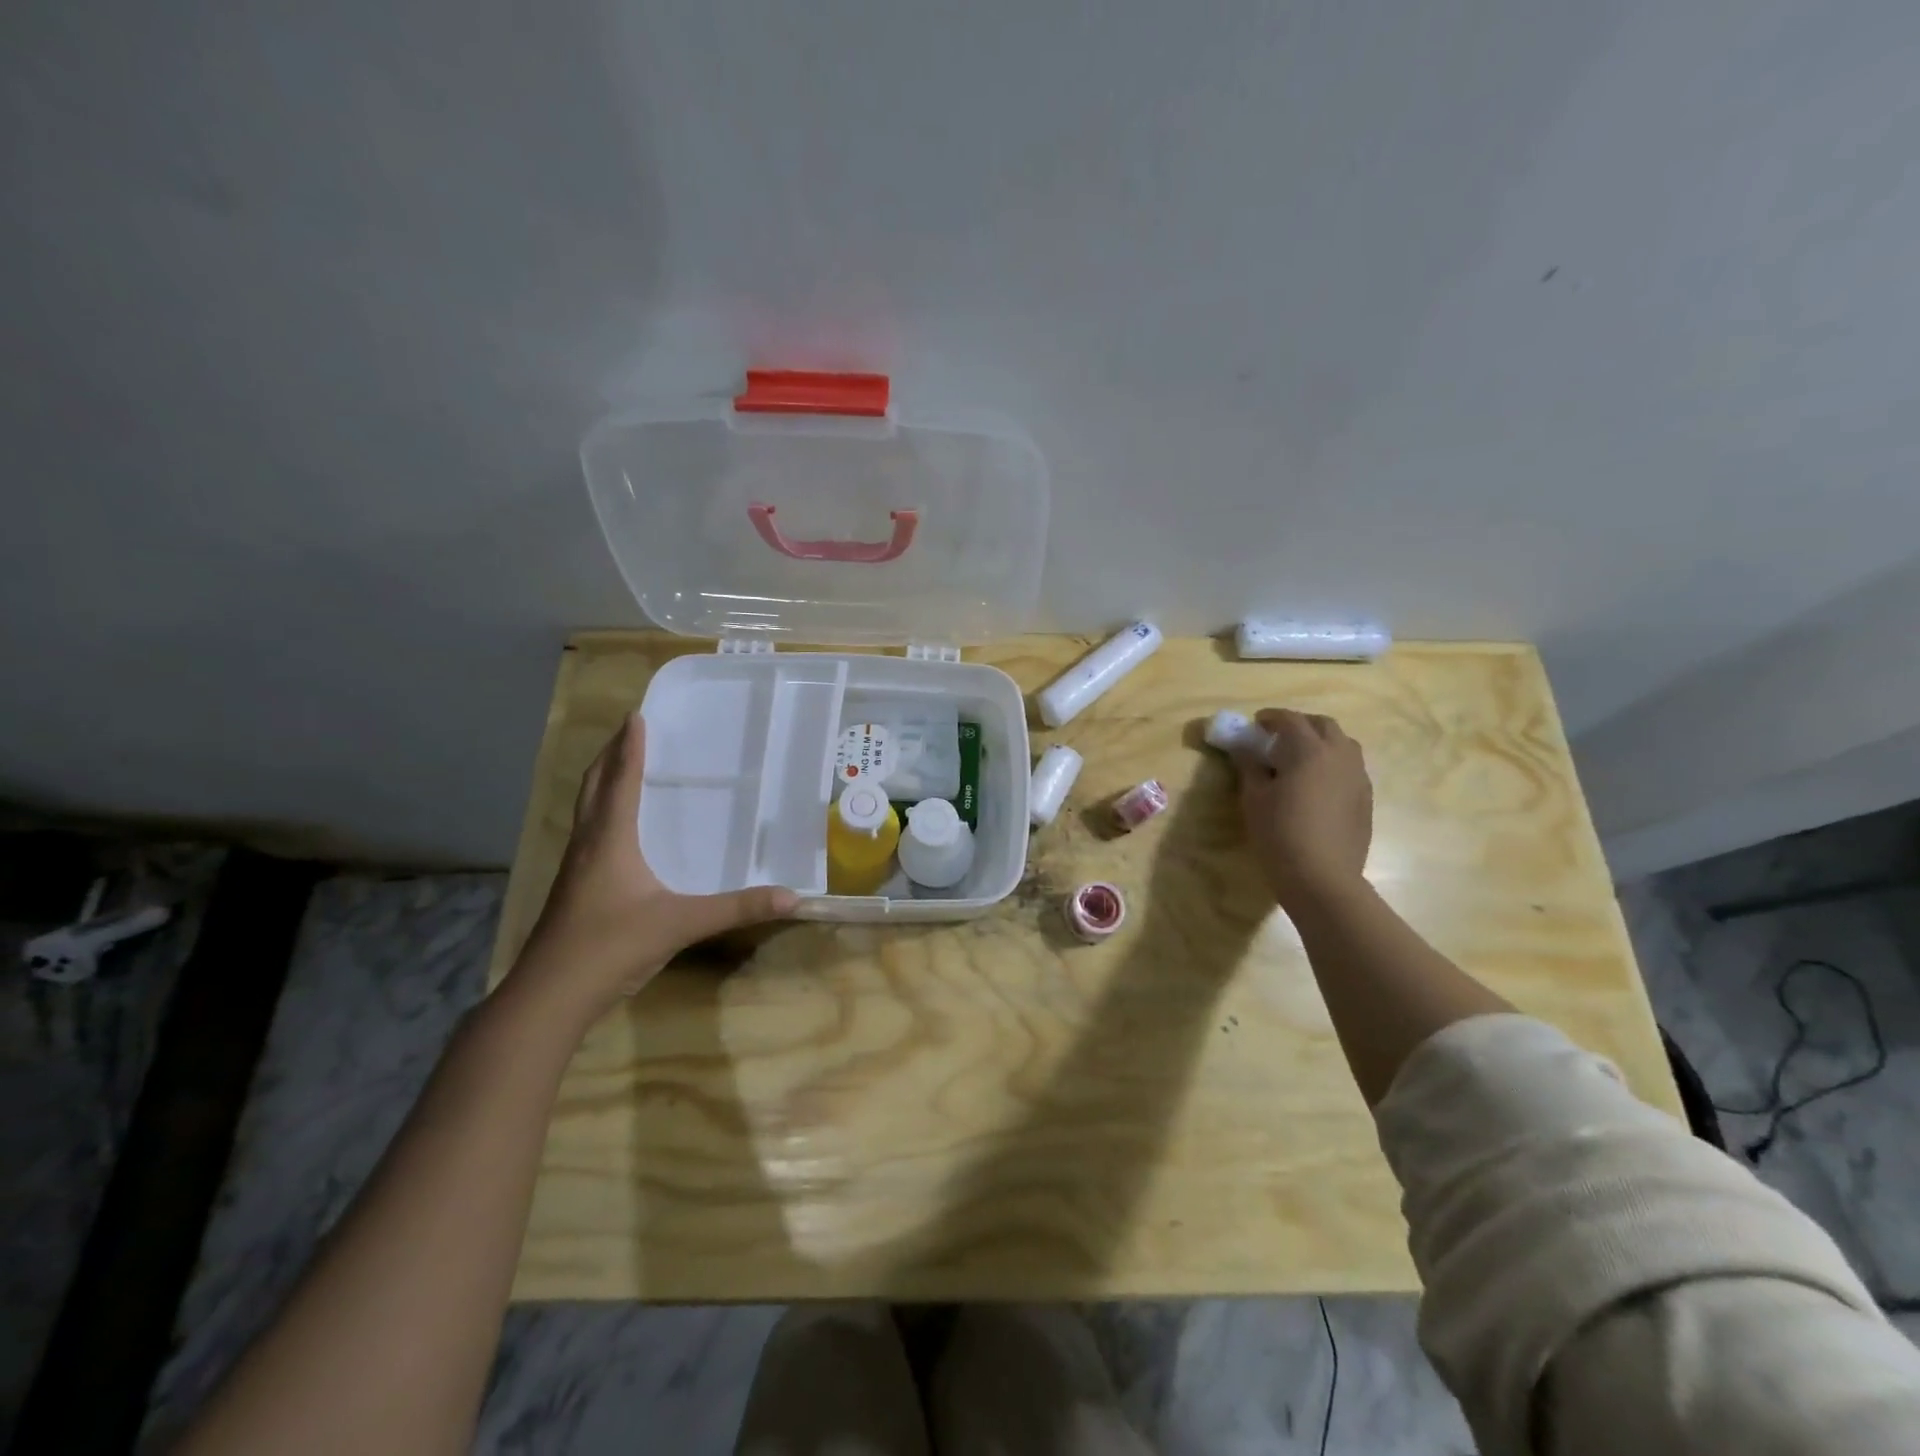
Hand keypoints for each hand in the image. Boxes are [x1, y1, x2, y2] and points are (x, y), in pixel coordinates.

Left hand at [508, 713, 797, 1022]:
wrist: (550, 995)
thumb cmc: (612, 946)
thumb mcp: (681, 924)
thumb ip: (737, 909)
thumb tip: (792, 896)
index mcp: (610, 839)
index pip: (621, 780)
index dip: (629, 747)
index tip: (636, 715)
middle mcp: (588, 844)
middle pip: (594, 786)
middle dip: (609, 755)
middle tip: (627, 731)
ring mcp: (574, 868)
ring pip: (585, 810)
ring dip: (601, 782)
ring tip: (620, 767)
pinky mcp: (572, 889)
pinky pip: (587, 833)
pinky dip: (600, 812)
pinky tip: (616, 831)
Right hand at [1229, 708, 1372, 910]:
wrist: (1322, 878)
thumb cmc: (1279, 834)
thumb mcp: (1254, 798)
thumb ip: (1249, 765)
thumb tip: (1244, 747)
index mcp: (1309, 750)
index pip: (1290, 720)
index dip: (1271, 718)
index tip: (1255, 724)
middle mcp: (1340, 755)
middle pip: (1323, 725)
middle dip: (1300, 724)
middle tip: (1278, 737)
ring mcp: (1358, 777)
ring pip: (1343, 744)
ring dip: (1321, 742)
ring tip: (1299, 758)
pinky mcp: (1366, 798)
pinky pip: (1350, 768)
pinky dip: (1332, 763)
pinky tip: (1316, 785)